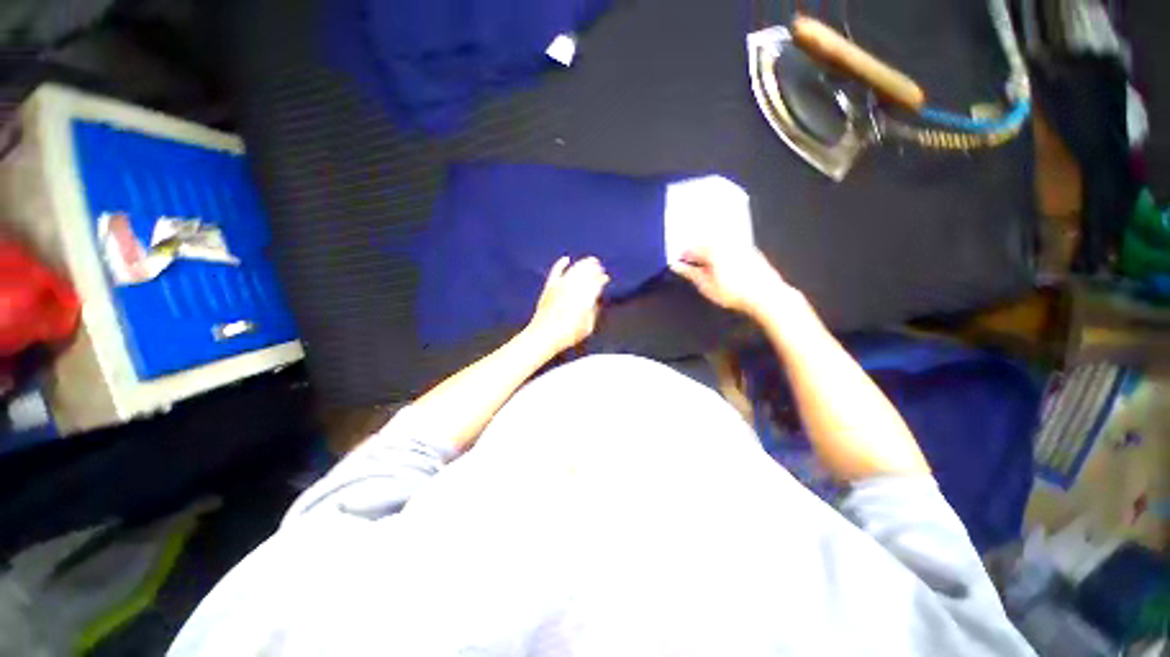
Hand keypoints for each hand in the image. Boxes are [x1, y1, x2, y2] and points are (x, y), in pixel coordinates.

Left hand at [527, 256, 609, 354]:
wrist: (544, 335)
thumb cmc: (568, 334)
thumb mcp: (588, 327)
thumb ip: (594, 311)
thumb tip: (596, 301)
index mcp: (585, 298)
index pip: (596, 283)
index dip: (602, 279)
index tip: (605, 277)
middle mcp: (573, 289)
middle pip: (586, 273)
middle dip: (594, 268)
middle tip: (599, 265)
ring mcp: (560, 287)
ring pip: (573, 270)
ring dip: (582, 264)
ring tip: (588, 261)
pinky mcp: (549, 287)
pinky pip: (556, 272)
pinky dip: (561, 264)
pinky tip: (565, 259)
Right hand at [670, 245, 790, 317]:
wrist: (766, 295)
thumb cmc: (734, 293)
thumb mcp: (706, 286)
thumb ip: (690, 273)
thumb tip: (676, 266)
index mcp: (713, 249)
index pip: (691, 248)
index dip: (682, 256)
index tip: (678, 263)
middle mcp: (726, 242)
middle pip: (705, 244)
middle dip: (696, 253)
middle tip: (690, 264)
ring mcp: (740, 245)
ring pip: (719, 245)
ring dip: (709, 253)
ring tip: (706, 267)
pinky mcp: (751, 251)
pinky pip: (731, 248)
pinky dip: (723, 254)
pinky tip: (723, 267)